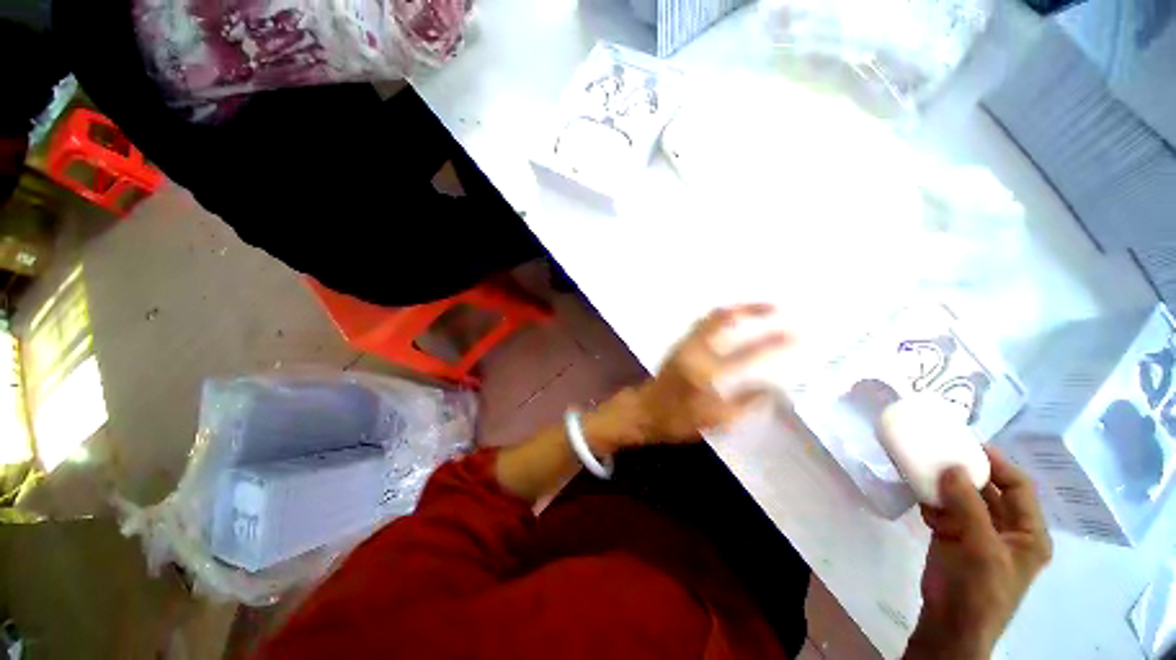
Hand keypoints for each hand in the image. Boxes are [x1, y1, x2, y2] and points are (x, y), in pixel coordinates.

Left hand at [626, 304, 789, 444]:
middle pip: (722, 318)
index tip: (795, 335)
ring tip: (757, 310)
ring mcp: (684, 344)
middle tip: (774, 307)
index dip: (773, 343)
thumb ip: (745, 403)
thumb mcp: (715, 420)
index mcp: (705, 370)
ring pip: (710, 317)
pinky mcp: (679, 345)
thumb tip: (772, 388)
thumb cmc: (677, 420)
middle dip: (750, 309)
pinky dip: (721, 318)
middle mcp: (694, 349)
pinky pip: (703, 324)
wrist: (643, 412)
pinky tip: (732, 322)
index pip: (747, 353)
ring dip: (735, 310)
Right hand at [905, 448, 1051, 659]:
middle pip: (989, 490)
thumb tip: (952, 467)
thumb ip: (968, 507)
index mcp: (1027, 532)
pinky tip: (916, 488)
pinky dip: (931, 498)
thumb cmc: (978, 590)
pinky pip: (943, 509)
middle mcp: (1006, 529)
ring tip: (923, 463)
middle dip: (967, 470)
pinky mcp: (952, 537)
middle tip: (940, 449)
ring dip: (945, 483)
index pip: (1018, 487)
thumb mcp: (980, 548)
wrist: (949, 624)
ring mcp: (977, 533)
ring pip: (963, 498)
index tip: (969, 444)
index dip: (998, 464)